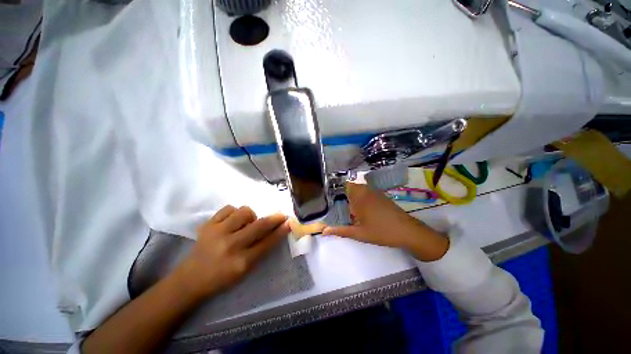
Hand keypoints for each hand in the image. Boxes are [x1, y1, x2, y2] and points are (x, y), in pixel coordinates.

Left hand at [176, 206, 289, 298]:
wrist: (191, 278)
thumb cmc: (222, 277)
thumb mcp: (246, 270)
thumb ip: (261, 250)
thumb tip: (276, 231)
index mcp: (241, 262)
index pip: (267, 242)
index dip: (280, 231)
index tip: (289, 222)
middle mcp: (230, 246)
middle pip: (259, 225)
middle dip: (274, 218)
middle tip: (280, 215)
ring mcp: (217, 233)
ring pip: (244, 211)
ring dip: (250, 216)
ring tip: (245, 224)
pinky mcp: (207, 225)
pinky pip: (229, 208)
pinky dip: (234, 213)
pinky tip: (232, 222)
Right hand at [322, 183, 448, 261]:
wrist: (408, 232)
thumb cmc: (381, 232)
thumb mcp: (359, 234)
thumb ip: (340, 231)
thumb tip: (324, 231)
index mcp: (359, 198)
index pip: (346, 185)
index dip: (339, 188)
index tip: (333, 197)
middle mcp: (367, 192)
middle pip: (353, 186)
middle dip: (347, 195)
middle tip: (343, 207)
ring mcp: (376, 193)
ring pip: (361, 189)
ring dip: (356, 196)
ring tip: (353, 210)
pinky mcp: (383, 197)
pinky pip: (369, 193)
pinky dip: (364, 198)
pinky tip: (365, 211)